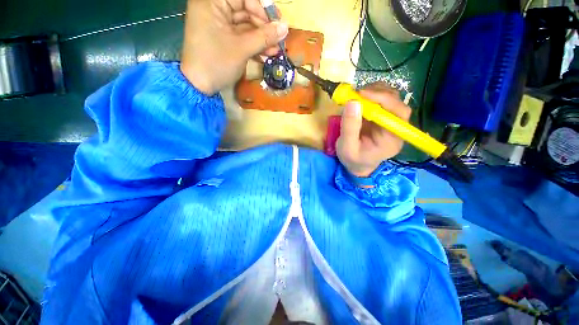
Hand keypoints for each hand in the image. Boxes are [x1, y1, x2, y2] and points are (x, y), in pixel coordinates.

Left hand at [180, 0, 288, 94]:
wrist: (200, 86)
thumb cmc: (217, 63)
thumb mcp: (242, 49)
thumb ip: (264, 37)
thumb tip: (285, 27)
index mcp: (212, 2)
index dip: (262, 9)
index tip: (277, 24)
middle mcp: (214, 9)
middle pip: (246, 11)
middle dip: (264, 28)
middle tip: (278, 41)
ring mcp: (219, 25)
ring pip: (246, 27)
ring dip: (262, 39)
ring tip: (275, 52)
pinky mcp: (223, 39)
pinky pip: (241, 37)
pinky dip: (254, 46)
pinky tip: (266, 55)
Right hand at [336, 82, 411, 177]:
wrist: (357, 165)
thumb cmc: (353, 160)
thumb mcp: (347, 147)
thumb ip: (349, 127)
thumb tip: (352, 102)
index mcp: (392, 139)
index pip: (399, 113)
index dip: (384, 99)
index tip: (362, 94)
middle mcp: (396, 128)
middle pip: (398, 103)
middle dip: (379, 94)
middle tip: (357, 93)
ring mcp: (390, 122)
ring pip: (392, 99)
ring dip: (375, 92)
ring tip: (358, 96)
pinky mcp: (383, 118)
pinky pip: (383, 101)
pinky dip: (372, 95)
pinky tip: (361, 99)